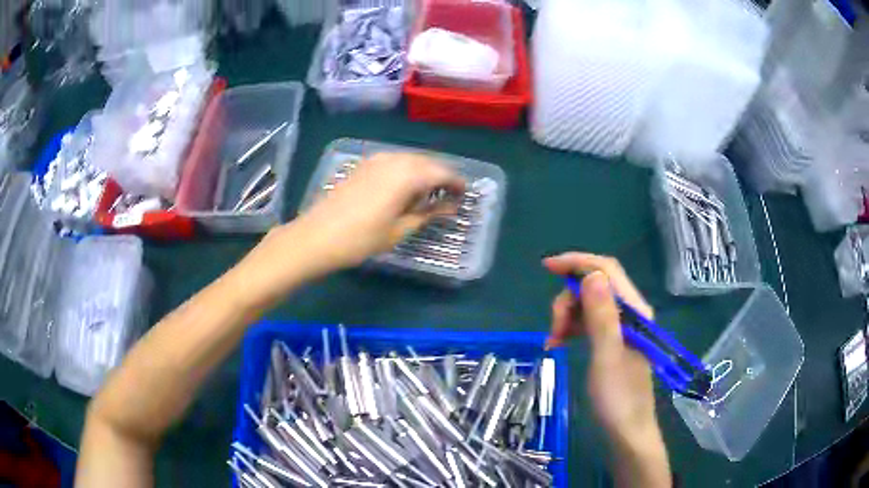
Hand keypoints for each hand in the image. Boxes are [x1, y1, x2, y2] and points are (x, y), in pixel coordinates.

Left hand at [241, 153, 464, 293]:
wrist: (316, 236)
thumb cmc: (361, 238)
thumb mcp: (399, 230)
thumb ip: (428, 214)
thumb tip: (450, 207)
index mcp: (407, 174)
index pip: (442, 172)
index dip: (456, 183)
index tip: (465, 195)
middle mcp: (394, 159)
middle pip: (427, 162)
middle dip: (441, 176)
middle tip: (450, 196)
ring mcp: (376, 160)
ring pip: (410, 160)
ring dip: (424, 173)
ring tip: (429, 194)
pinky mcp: (363, 165)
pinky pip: (394, 162)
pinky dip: (406, 171)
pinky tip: (404, 188)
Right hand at [544, 253, 670, 486]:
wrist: (627, 430)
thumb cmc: (618, 398)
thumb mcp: (607, 356)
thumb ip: (602, 316)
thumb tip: (592, 274)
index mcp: (634, 311)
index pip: (607, 271)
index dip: (578, 262)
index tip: (547, 267)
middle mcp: (629, 313)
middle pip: (594, 286)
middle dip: (569, 299)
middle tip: (554, 327)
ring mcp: (621, 327)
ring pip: (588, 304)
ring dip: (567, 315)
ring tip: (553, 340)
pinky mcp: (612, 341)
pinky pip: (588, 322)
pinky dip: (571, 328)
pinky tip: (558, 343)